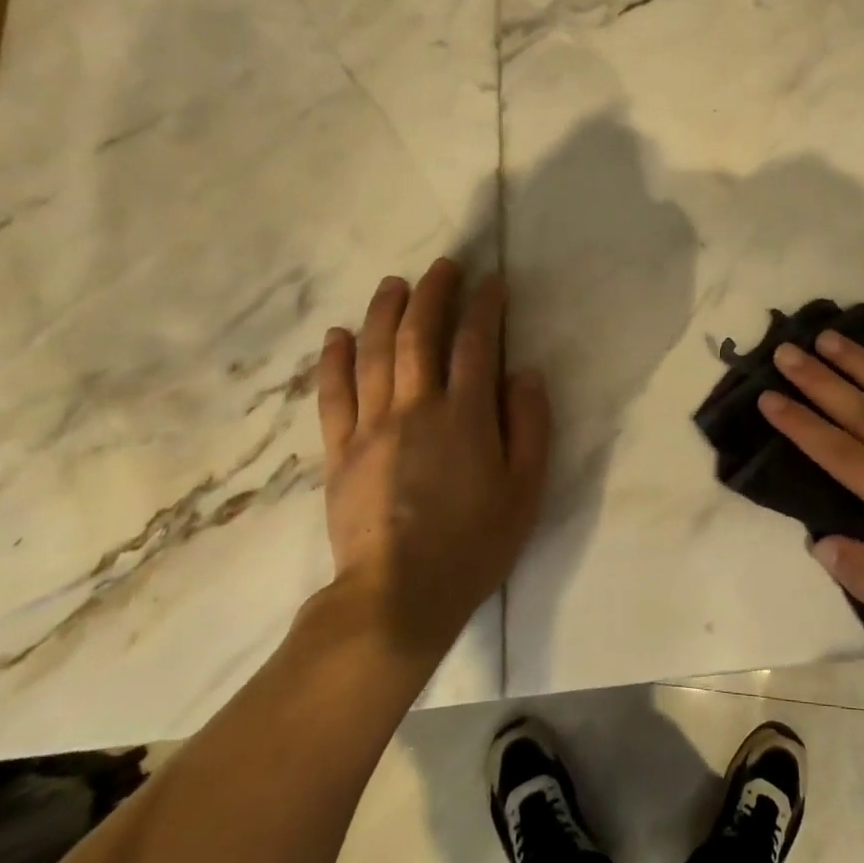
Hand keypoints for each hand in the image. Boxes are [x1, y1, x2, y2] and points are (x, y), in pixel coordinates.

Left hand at [315, 258, 550, 663]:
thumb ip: (530, 426)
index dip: (485, 307)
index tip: (491, 282)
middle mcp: (416, 408)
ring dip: (385, 312)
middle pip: (421, 336)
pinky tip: (339, 334)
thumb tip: (525, 373)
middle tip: (442, 266)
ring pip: (376, 354)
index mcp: (466, 417)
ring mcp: (372, 427)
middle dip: (433, 294)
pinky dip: (335, 360)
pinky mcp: (339, 451)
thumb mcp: (525, 490)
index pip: (476, 344)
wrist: (398, 596)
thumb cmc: (474, 544)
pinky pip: (333, 395)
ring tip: (394, 283)